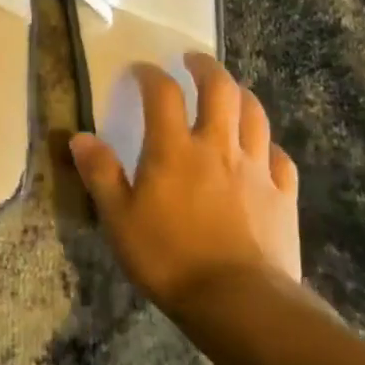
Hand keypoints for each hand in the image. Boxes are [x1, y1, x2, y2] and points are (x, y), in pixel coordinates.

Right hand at [70, 55, 300, 312]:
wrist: (240, 303)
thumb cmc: (169, 258)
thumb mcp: (119, 219)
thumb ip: (100, 174)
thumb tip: (80, 137)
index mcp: (174, 148)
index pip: (162, 92)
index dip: (150, 74)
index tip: (141, 70)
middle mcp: (217, 146)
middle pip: (220, 89)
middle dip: (206, 67)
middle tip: (193, 60)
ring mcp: (256, 169)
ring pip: (255, 115)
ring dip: (241, 95)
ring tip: (230, 92)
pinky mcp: (284, 196)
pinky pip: (280, 158)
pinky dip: (269, 145)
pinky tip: (263, 151)